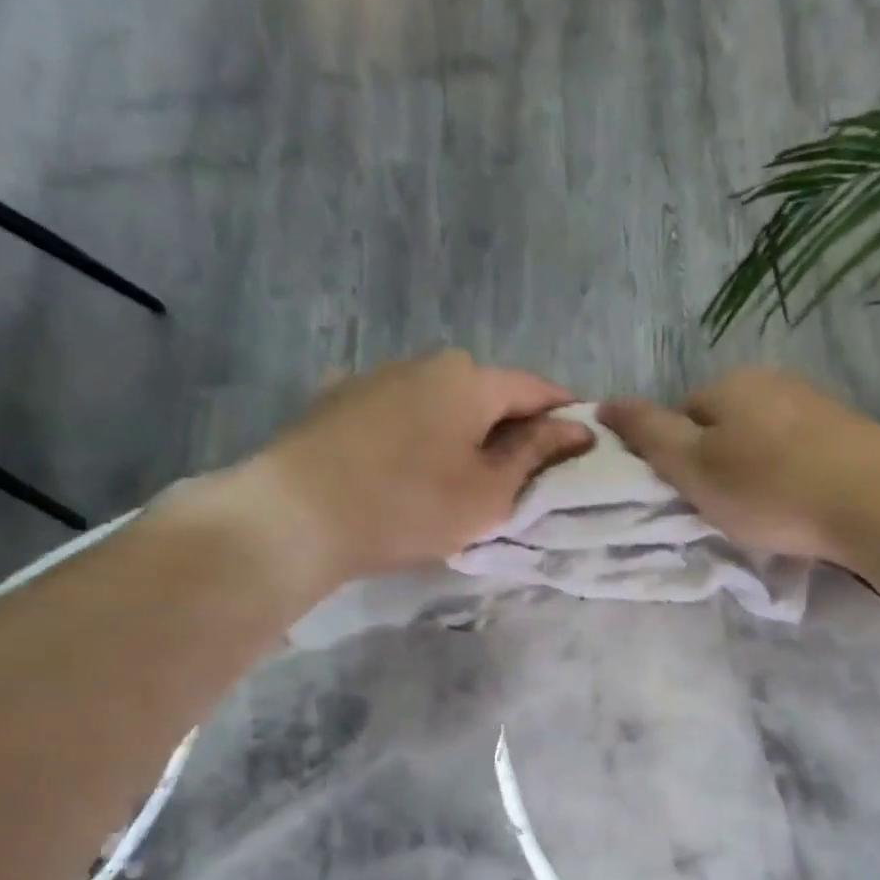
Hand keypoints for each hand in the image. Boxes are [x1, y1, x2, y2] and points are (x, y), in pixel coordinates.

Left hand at [235, 351, 592, 584]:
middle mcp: (424, 363)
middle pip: (488, 392)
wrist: (297, 515)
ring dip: (467, 431)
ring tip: (470, 474)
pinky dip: (424, 435)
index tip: (582, 446)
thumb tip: (578, 429)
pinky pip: (403, 414)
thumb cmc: (411, 505)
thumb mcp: (489, 490)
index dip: (565, 415)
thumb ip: (537, 454)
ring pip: (443, 402)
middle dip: (514, 426)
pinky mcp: (340, 401)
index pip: (536, 388)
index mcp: (469, 379)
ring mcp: (376, 378)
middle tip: (527, 473)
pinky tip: (416, 468)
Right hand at [599, 368, 879, 564]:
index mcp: (728, 385)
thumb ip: (648, 434)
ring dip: (757, 472)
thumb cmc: (769, 488)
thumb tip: (604, 402)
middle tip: (727, 510)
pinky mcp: (849, 432)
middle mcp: (772, 382)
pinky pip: (800, 452)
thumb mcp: (693, 466)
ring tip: (768, 513)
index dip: (677, 460)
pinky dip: (793, 477)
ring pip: (764, 440)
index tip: (692, 497)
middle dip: (719, 464)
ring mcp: (815, 404)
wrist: (874, 501)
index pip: (681, 416)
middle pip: (724, 426)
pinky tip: (803, 505)